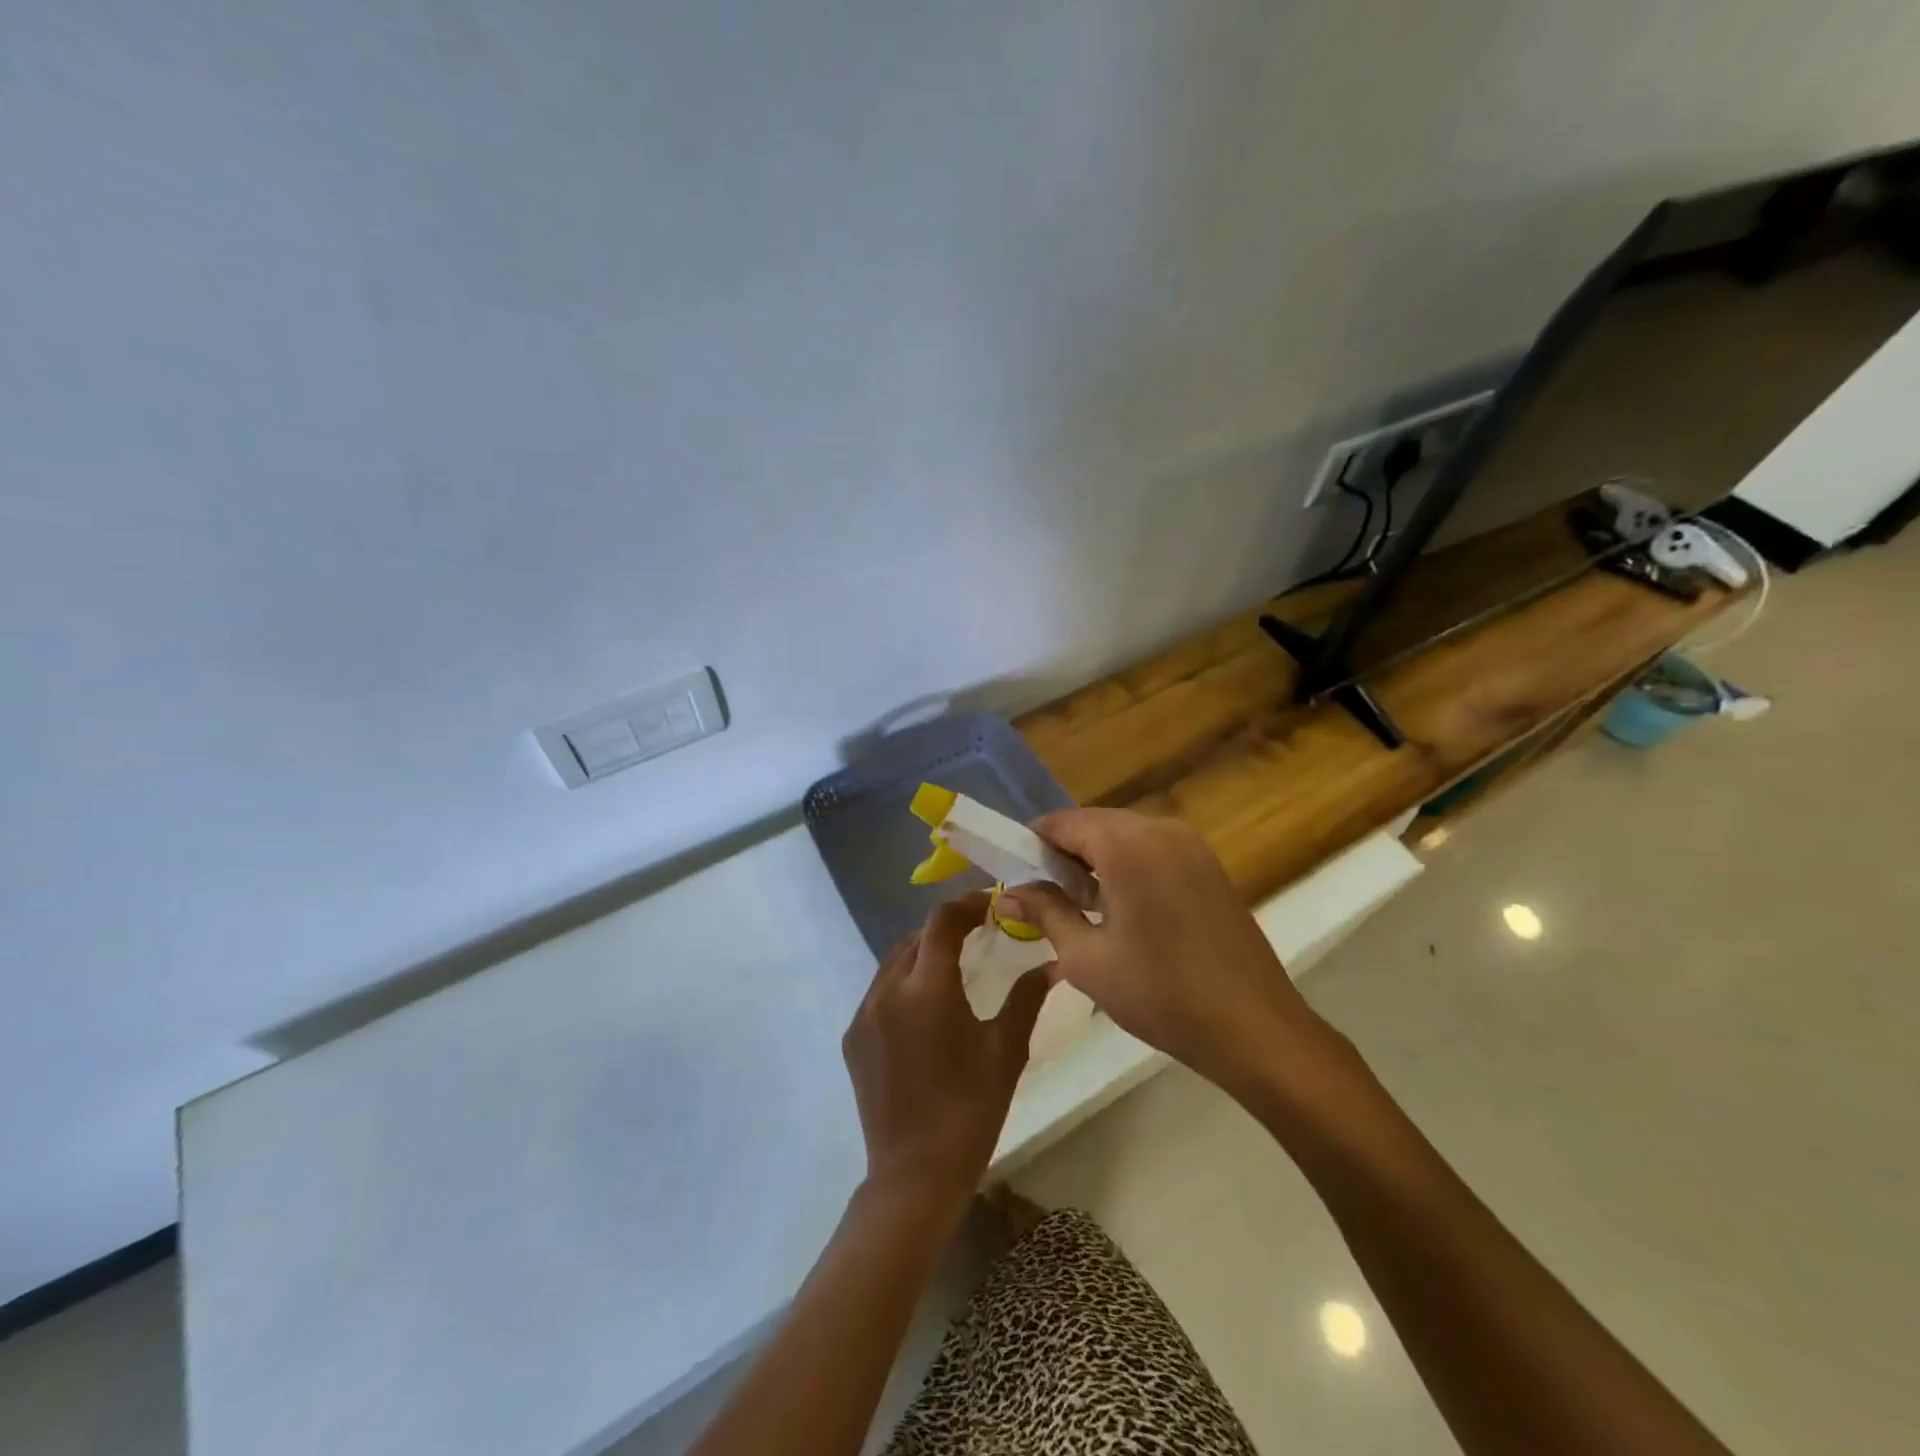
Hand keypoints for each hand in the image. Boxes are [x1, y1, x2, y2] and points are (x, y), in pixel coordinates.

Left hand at [841, 891, 1049, 1215]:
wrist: (914, 1174)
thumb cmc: (970, 1110)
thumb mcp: (1006, 1051)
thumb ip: (1027, 998)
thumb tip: (1052, 964)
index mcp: (927, 989)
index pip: (942, 922)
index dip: (965, 905)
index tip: (988, 905)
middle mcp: (888, 991)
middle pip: (915, 938)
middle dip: (945, 929)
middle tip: (977, 934)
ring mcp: (864, 1014)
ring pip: (893, 963)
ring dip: (922, 955)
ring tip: (952, 967)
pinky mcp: (853, 1038)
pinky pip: (878, 992)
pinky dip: (903, 984)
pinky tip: (924, 1007)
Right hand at [997, 810, 1338, 1100]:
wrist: (1254, 1028)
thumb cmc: (1160, 993)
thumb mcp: (1086, 958)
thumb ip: (1045, 913)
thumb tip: (1007, 892)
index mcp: (1127, 845)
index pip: (1063, 822)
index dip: (1032, 844)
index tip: (1015, 876)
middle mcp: (1160, 829)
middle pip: (1094, 824)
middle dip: (1063, 852)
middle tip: (1043, 897)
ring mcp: (1191, 845)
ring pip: (1124, 835)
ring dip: (1095, 859)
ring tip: (1079, 906)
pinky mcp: (1209, 866)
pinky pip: (1153, 850)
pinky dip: (1127, 866)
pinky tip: (1122, 909)